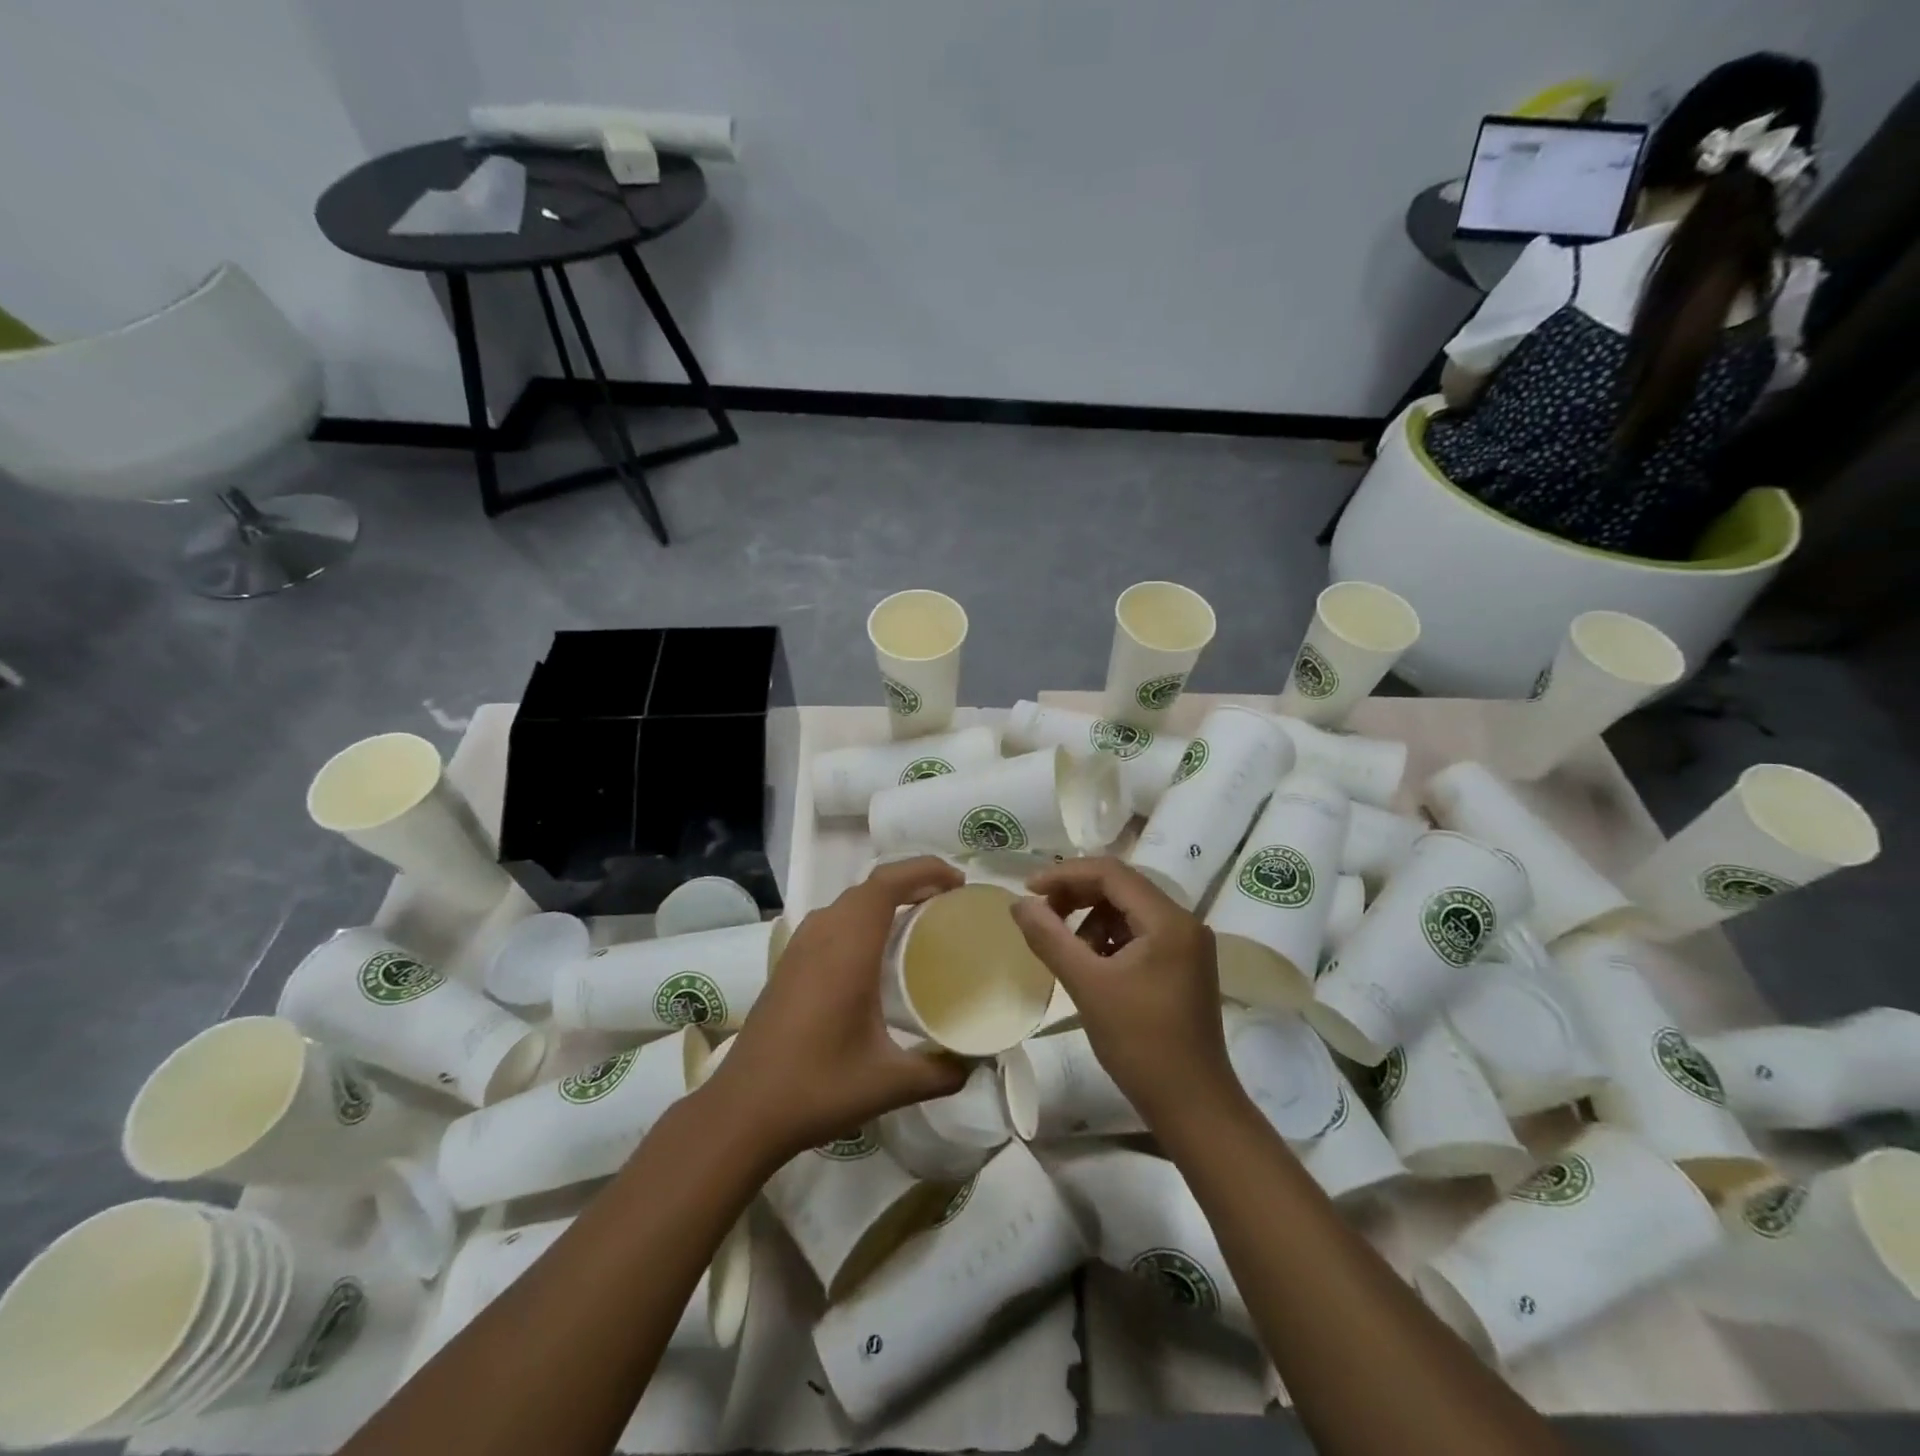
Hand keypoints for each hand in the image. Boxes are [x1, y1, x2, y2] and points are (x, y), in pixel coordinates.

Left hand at [697, 857, 969, 1165]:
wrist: (742, 1111)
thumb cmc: (817, 1088)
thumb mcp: (889, 1084)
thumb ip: (940, 1072)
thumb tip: (976, 1064)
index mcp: (847, 948)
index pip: (886, 883)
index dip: (924, 870)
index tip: (959, 885)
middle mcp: (822, 935)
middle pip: (870, 886)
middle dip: (912, 882)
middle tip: (949, 903)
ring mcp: (800, 947)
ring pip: (849, 902)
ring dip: (885, 899)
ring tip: (920, 920)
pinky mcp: (788, 963)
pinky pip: (833, 920)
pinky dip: (863, 917)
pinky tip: (877, 952)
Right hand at [1011, 858, 1241, 1134]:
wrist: (1193, 1106)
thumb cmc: (1140, 1043)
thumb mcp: (1087, 985)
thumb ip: (1050, 938)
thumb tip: (1018, 903)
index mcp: (1169, 920)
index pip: (1111, 873)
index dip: (1065, 875)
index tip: (1028, 890)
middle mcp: (1184, 922)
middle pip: (1121, 887)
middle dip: (1076, 895)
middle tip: (1041, 915)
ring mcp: (1188, 945)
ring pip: (1129, 910)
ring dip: (1091, 919)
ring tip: (1066, 949)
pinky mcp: (1184, 965)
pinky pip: (1140, 934)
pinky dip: (1110, 939)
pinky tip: (1091, 965)